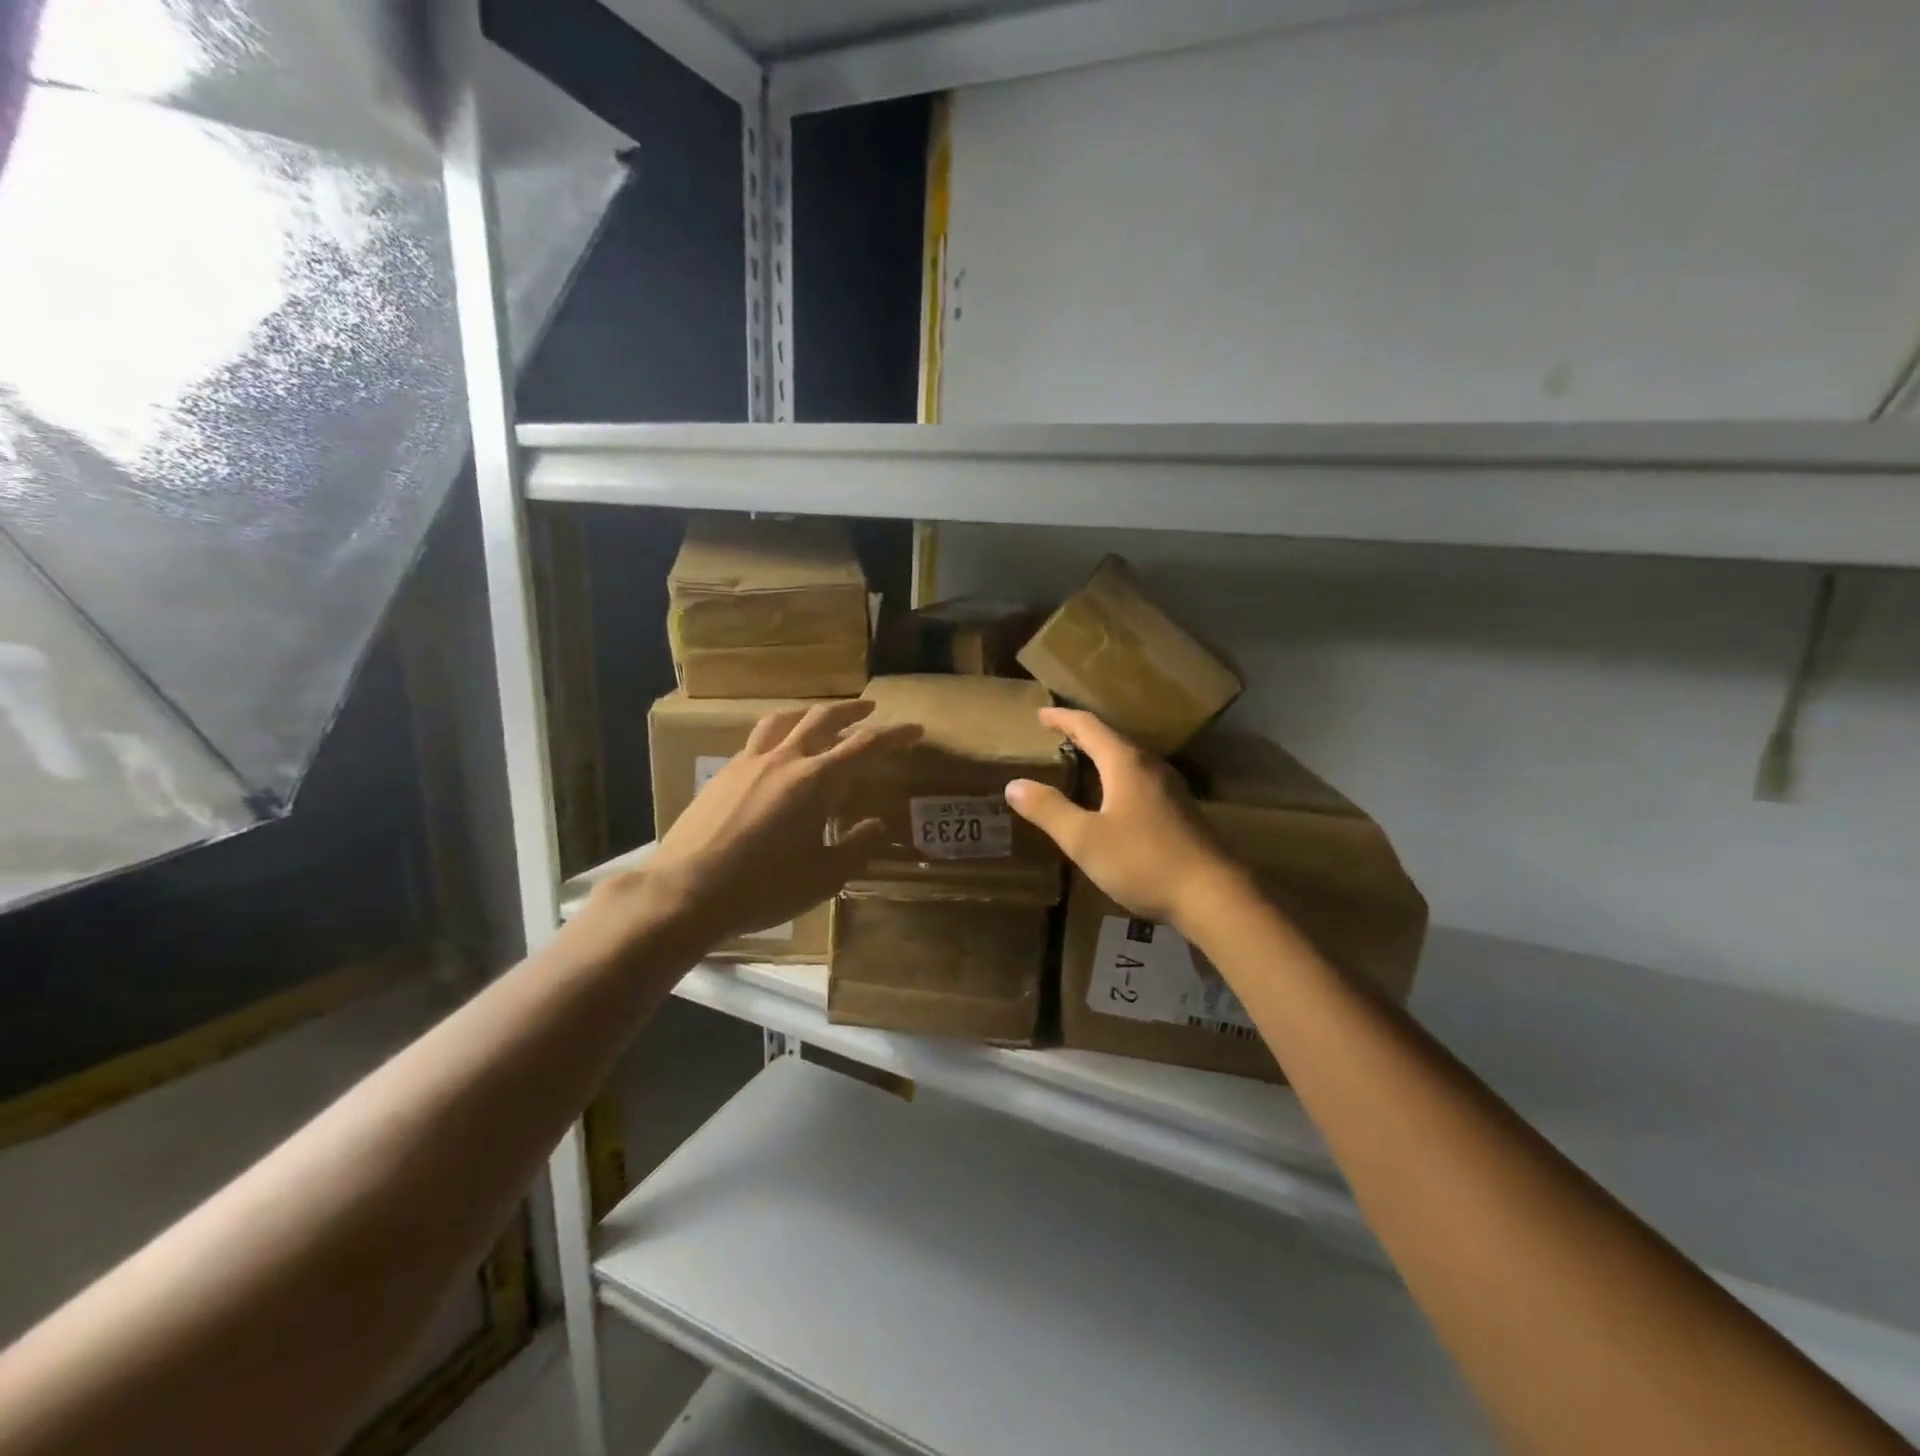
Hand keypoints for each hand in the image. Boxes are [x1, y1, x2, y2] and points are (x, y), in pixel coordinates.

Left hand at [585, 700, 920, 950]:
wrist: (686, 892)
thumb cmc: (764, 887)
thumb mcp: (824, 876)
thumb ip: (856, 847)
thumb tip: (878, 825)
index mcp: (815, 781)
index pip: (865, 746)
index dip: (895, 735)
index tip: (916, 729)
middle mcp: (784, 760)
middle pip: (823, 718)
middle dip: (851, 711)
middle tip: (870, 709)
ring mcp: (749, 762)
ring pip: (784, 720)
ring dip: (810, 713)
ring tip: (820, 718)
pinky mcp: (722, 774)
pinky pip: (757, 740)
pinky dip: (778, 734)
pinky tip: (776, 755)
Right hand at [1005, 707, 1245, 929]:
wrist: (1214, 895)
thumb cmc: (1143, 861)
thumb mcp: (1085, 839)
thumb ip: (1049, 810)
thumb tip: (1014, 784)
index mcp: (1126, 764)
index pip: (1089, 727)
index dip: (1063, 719)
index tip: (1041, 714)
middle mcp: (1151, 767)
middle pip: (1112, 740)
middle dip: (1082, 734)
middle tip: (1057, 734)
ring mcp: (1171, 789)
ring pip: (1129, 760)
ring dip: (1103, 755)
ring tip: (1081, 761)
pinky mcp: (1181, 811)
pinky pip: (1141, 780)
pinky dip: (1118, 777)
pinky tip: (1114, 799)